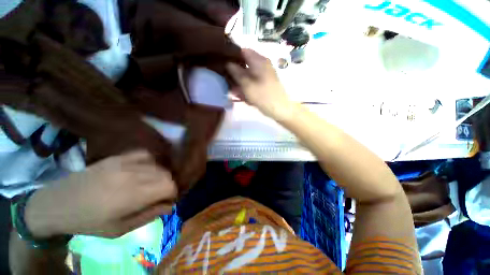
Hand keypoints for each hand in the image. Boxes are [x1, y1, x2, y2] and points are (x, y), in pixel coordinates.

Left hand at [25, 150, 176, 237]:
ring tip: (151, 185)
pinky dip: (151, 162)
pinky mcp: (118, 157)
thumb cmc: (89, 222)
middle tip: (159, 195)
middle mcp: (133, 175)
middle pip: (166, 175)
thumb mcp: (120, 229)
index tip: (167, 201)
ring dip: (161, 176)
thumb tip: (170, 206)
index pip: (170, 186)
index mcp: (133, 195)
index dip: (173, 194)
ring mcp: (125, 163)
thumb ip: (149, 216)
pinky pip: (145, 155)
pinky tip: (145, 170)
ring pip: (159, 165)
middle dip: (168, 186)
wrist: (58, 203)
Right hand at [226, 49, 297, 120]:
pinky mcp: (265, 83)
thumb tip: (228, 63)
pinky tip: (242, 94)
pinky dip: (247, 86)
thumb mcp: (247, 85)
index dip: (232, 55)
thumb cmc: (263, 96)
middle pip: (245, 63)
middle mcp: (262, 65)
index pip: (243, 51)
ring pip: (248, 74)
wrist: (280, 109)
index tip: (223, 62)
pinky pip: (253, 81)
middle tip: (227, 79)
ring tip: (233, 90)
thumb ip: (236, 73)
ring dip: (240, 81)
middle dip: (235, 71)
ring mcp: (264, 74)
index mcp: (259, 61)